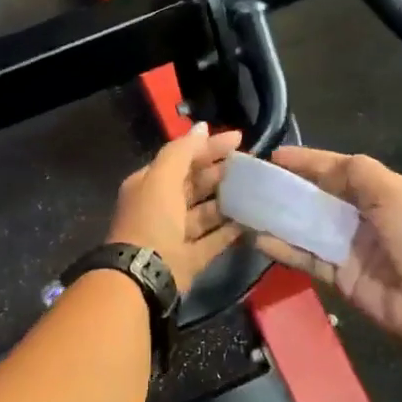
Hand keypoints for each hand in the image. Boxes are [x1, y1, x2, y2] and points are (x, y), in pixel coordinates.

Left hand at [106, 124, 244, 291]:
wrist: (144, 275)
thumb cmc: (151, 220)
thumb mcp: (162, 177)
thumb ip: (182, 151)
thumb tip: (203, 127)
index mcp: (149, 185)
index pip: (182, 159)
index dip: (209, 147)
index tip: (240, 139)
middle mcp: (161, 207)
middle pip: (195, 185)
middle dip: (220, 173)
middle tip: (252, 163)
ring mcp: (176, 235)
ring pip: (206, 212)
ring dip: (228, 201)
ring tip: (256, 189)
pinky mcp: (191, 258)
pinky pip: (214, 240)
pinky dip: (231, 231)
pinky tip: (252, 220)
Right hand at [253, 146, 401, 356]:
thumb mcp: (391, 191)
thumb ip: (355, 172)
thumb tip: (318, 165)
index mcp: (377, 190)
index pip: (333, 169)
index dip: (304, 162)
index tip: (271, 156)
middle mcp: (359, 215)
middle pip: (315, 197)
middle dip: (285, 188)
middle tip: (249, 183)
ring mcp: (347, 246)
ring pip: (305, 227)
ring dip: (278, 218)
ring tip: (244, 209)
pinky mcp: (338, 275)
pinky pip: (305, 257)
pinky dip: (283, 248)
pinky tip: (257, 239)